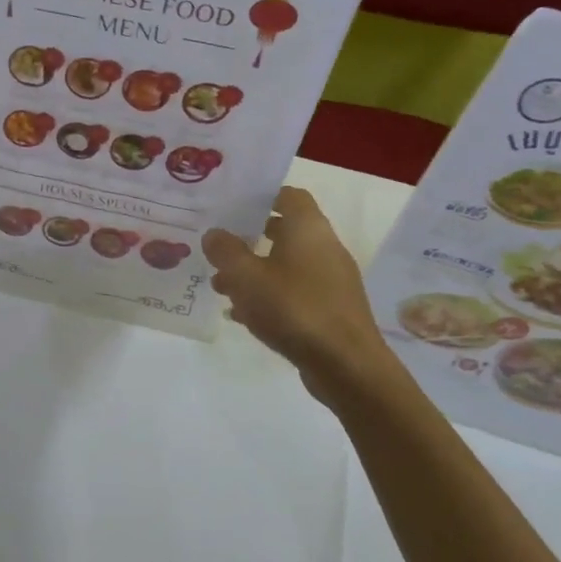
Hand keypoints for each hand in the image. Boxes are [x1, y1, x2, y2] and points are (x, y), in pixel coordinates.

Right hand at [202, 187, 387, 388]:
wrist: (346, 365)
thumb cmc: (294, 309)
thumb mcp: (247, 277)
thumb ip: (226, 251)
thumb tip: (214, 233)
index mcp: (309, 229)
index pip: (289, 195)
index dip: (262, 196)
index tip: (233, 204)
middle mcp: (324, 247)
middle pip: (285, 231)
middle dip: (250, 237)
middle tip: (219, 246)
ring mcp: (331, 280)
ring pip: (286, 265)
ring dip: (255, 271)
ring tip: (220, 286)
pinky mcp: (331, 309)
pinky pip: (294, 292)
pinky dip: (269, 296)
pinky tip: (243, 314)